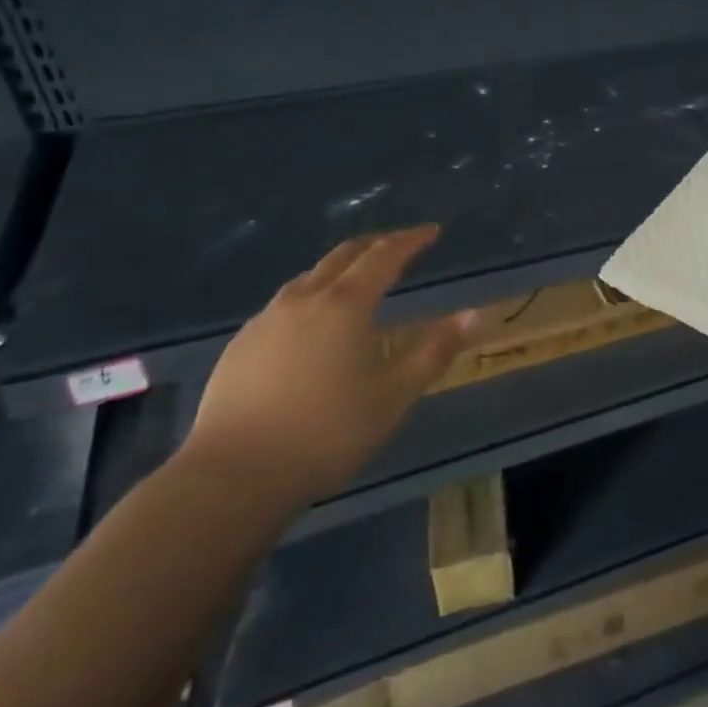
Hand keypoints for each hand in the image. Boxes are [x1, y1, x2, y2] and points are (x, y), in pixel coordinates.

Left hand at [182, 226, 472, 514]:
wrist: (233, 475)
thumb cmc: (327, 433)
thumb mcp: (394, 396)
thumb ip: (434, 351)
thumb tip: (473, 314)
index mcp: (345, 304)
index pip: (384, 256)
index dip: (410, 240)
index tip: (431, 231)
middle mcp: (304, 300)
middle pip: (343, 256)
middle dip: (374, 245)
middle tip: (398, 247)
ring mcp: (266, 320)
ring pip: (309, 278)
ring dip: (339, 270)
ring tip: (356, 282)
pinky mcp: (240, 344)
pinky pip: (284, 305)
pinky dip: (310, 298)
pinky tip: (311, 326)